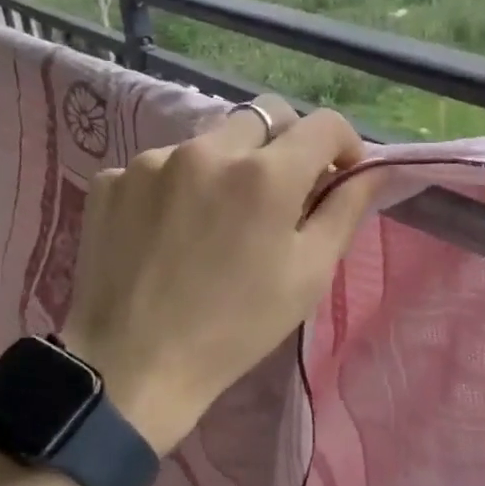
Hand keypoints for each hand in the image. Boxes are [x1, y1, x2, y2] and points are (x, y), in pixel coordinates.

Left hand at [60, 98, 382, 454]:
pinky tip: (168, 231)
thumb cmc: (236, 327)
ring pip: (209, 141)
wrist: (132, 367)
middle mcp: (208, 150)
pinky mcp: (111, 180)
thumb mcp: (308, 274)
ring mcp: (152, 161)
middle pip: (264, 117)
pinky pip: (160, 167)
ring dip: (227, 165)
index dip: (344, 143)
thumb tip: (373, 169)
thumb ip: (345, 209)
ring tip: (216, 219)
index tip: (340, 173)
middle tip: (280, 193)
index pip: (323, 124)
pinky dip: (176, 187)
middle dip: (285, 145)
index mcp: (265, 173)